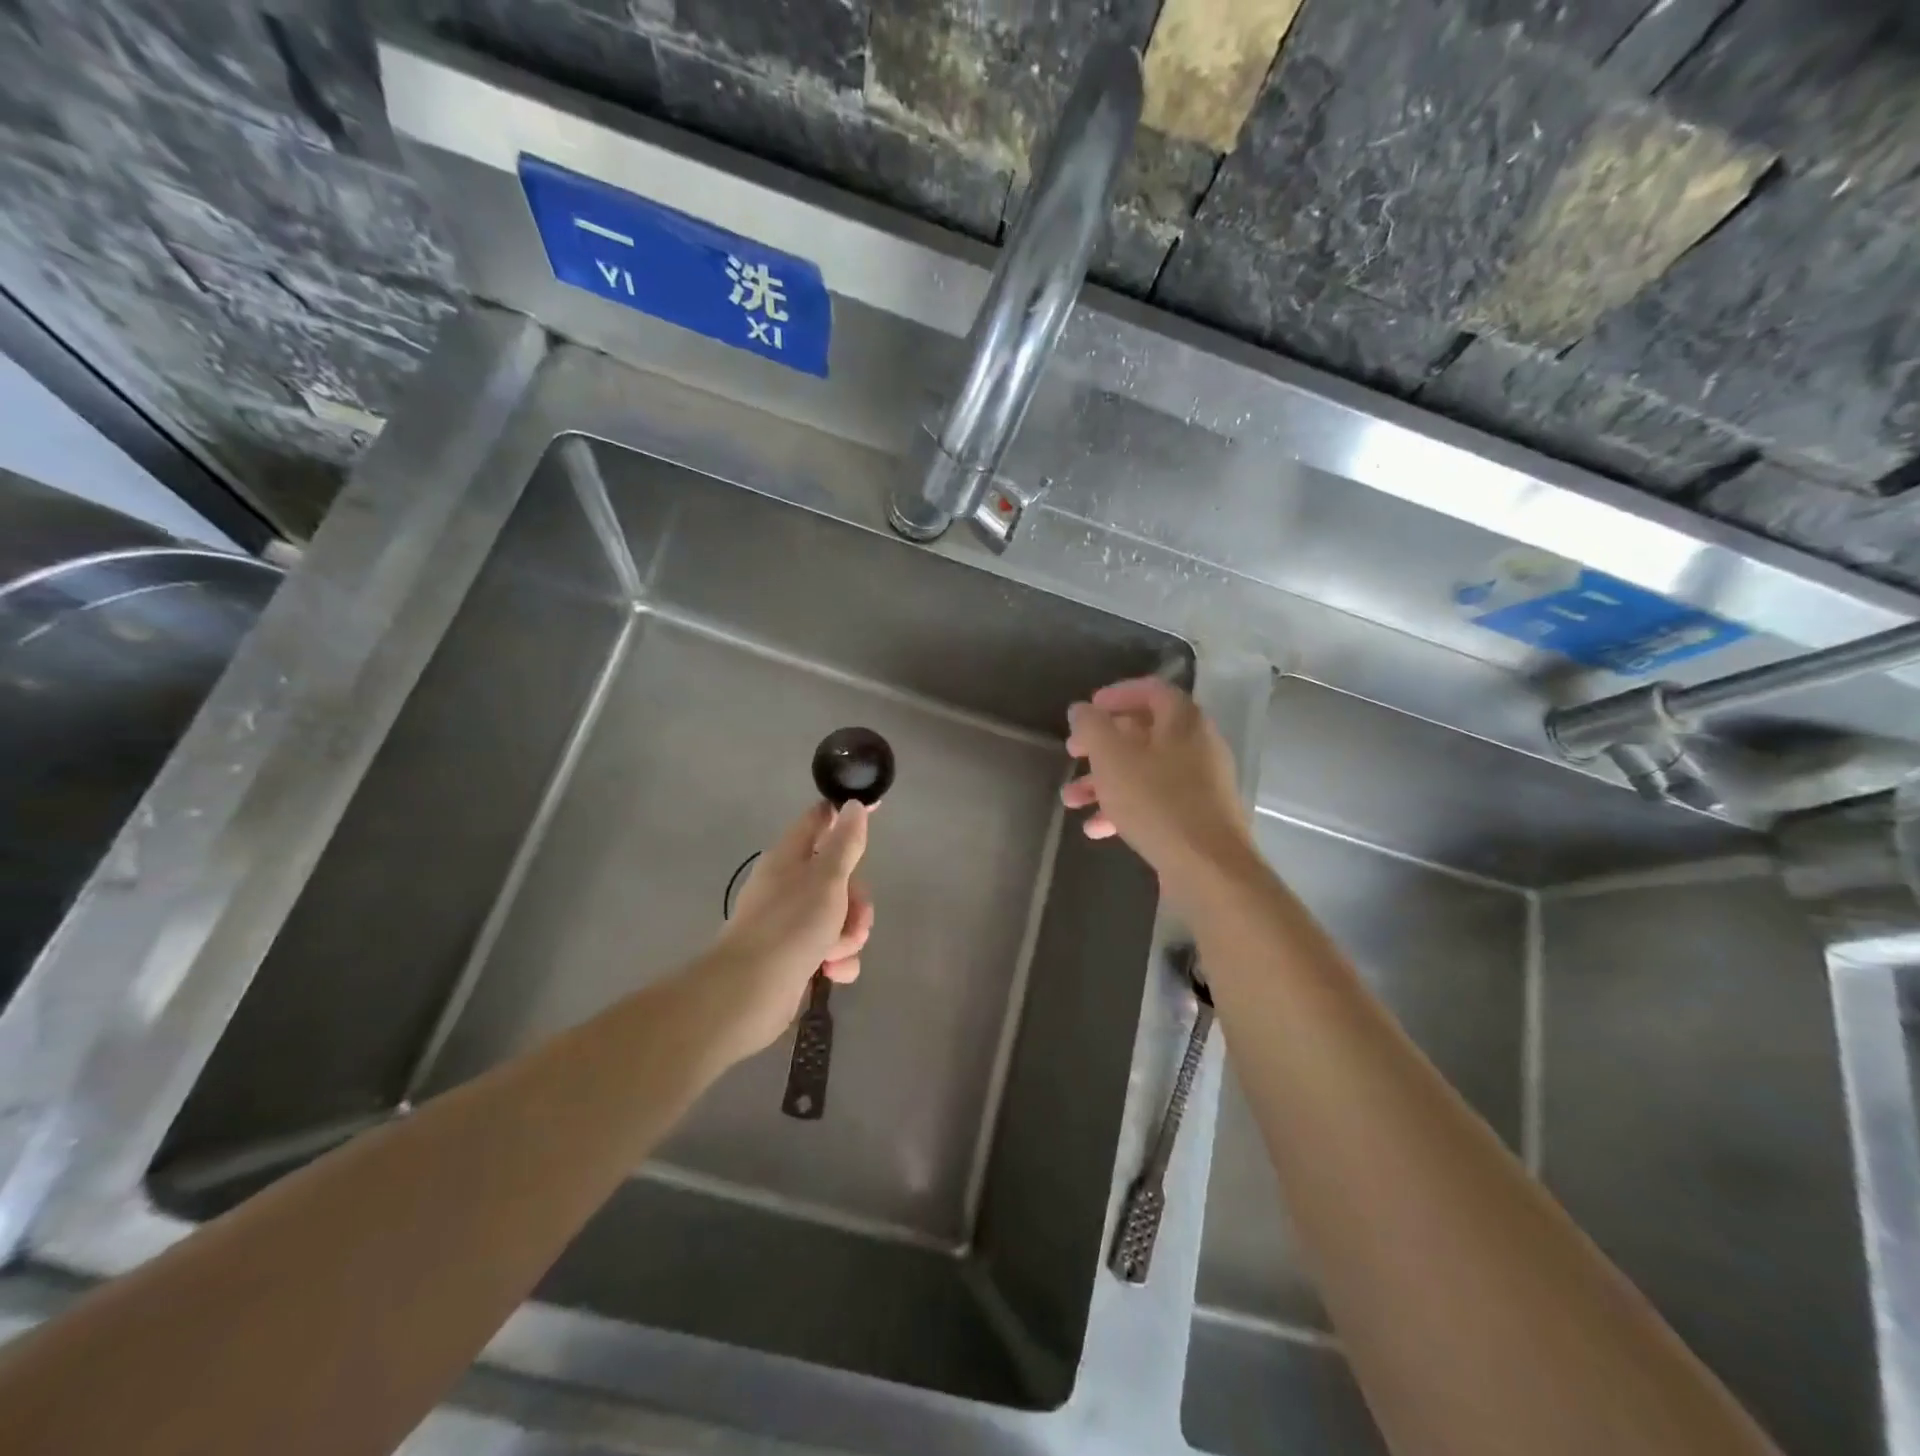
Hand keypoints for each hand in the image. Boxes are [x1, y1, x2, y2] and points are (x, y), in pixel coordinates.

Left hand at [697, 801, 873, 1061]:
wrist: (749, 993)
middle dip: (856, 901)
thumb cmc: (790, 926)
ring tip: (837, 952)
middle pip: (840, 877)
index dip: (846, 813)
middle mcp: (789, 884)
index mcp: (790, 856)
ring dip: (849, 935)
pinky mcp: (795, 956)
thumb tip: (853, 805)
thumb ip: (845, 842)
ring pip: (840, 916)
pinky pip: (831, 949)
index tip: (877, 809)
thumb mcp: (827, 878)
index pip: (820, 818)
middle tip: (854, 918)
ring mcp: (791, 922)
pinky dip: (837, 960)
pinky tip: (832, 973)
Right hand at [1062, 677, 1255, 902]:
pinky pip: (1154, 802)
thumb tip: (1081, 710)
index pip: (1151, 690)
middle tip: (1072, 753)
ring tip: (1070, 800)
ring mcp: (1200, 784)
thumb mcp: (1112, 757)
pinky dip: (1124, 808)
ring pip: (1143, 772)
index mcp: (1183, 721)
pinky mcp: (1195, 817)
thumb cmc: (1156, 801)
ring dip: (1104, 782)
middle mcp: (1197, 745)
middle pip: (1143, 734)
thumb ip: (1092, 727)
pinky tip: (1095, 828)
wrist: (1208, 868)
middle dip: (1101, 745)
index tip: (1087, 709)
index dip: (1116, 694)